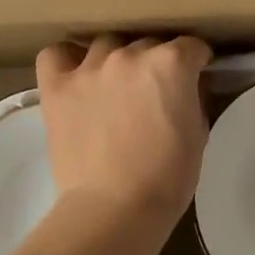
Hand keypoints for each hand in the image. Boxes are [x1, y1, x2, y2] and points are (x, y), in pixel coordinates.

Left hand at [35, 34, 212, 231]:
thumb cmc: (167, 178)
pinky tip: (75, 77)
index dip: (196, 62)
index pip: (191, 46)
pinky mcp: (58, 86)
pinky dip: (66, 60)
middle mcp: (131, 54)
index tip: (194, 77)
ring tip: (114, 87)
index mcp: (171, 63)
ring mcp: (91, 67)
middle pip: (149, 44)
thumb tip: (190, 84)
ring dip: (116, 60)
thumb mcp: (198, 134)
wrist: (113, 211)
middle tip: (153, 93)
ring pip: (107, 44)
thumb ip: (194, 97)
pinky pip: (56, 54)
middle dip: (155, 63)